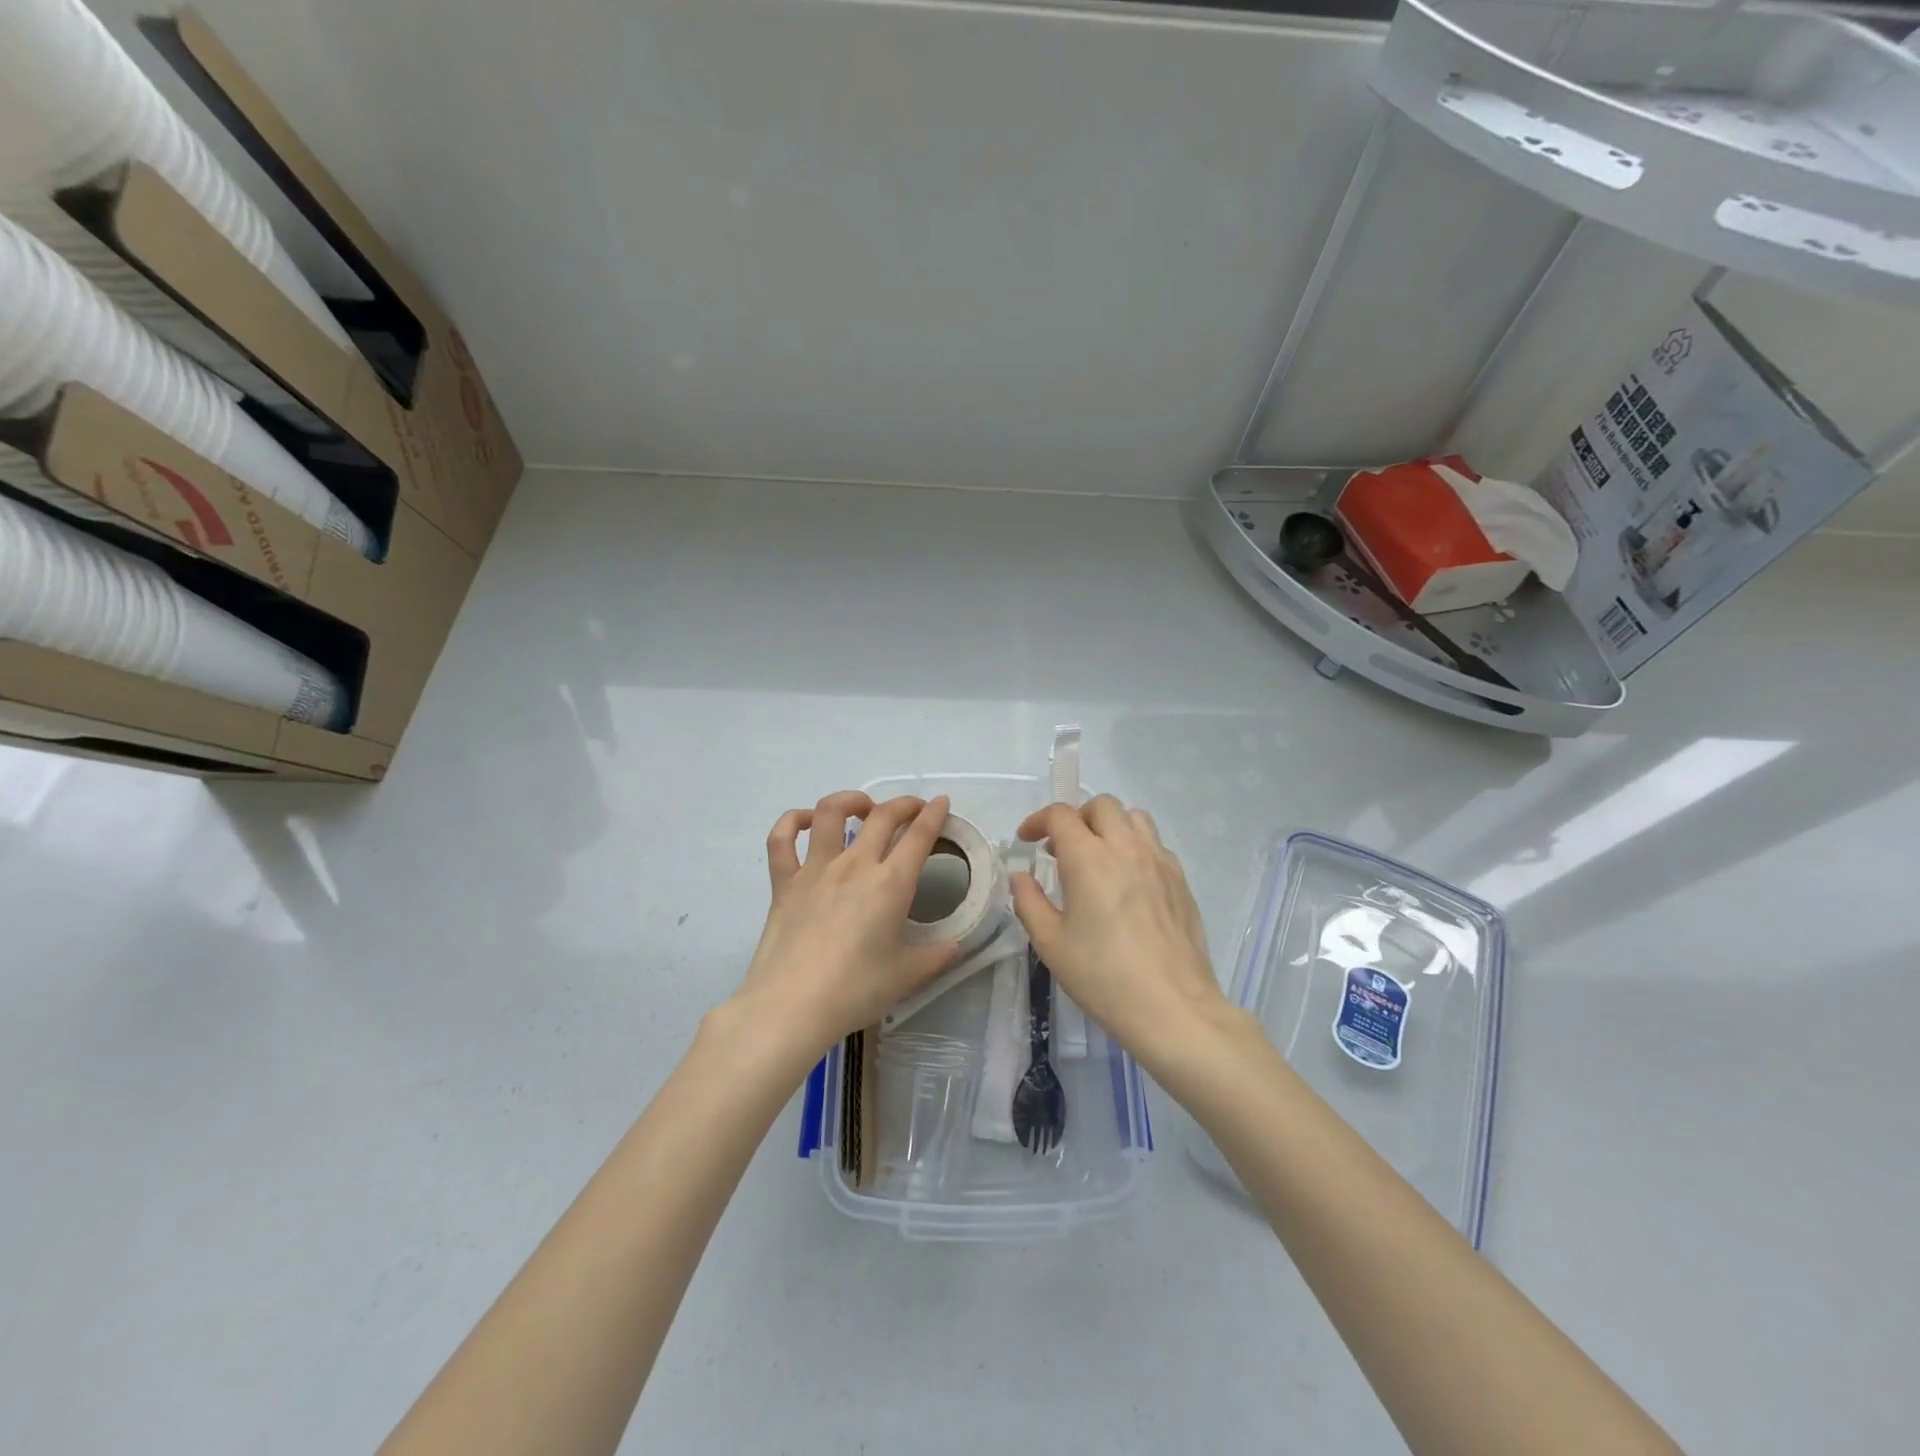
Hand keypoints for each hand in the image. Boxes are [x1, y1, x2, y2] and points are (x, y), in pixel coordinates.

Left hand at [731, 791, 960, 1059]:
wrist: (791, 1006)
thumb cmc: (855, 991)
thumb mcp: (906, 976)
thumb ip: (936, 957)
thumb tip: (957, 947)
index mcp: (891, 884)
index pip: (919, 836)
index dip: (934, 814)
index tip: (941, 802)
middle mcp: (855, 865)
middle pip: (883, 816)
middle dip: (904, 804)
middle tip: (913, 809)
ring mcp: (815, 869)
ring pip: (830, 812)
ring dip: (851, 800)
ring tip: (863, 808)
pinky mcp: (784, 882)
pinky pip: (782, 839)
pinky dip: (792, 821)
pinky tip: (806, 822)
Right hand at [1009, 795, 1230, 1067]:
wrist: (1173, 1007)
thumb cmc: (1103, 977)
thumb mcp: (1051, 944)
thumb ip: (1029, 902)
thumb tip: (1021, 876)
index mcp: (1089, 858)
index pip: (1060, 815)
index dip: (1038, 821)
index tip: (1027, 841)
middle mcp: (1126, 848)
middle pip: (1101, 805)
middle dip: (1076, 818)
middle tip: (1062, 849)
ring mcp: (1159, 861)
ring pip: (1134, 817)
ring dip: (1109, 825)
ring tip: (1097, 856)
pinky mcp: (1180, 880)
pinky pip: (1155, 844)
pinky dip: (1135, 847)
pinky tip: (1128, 881)